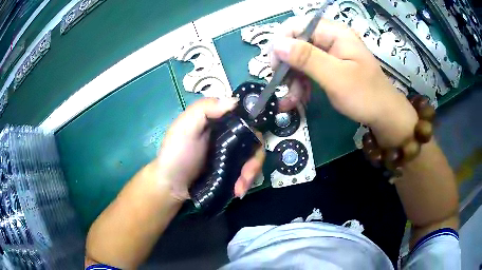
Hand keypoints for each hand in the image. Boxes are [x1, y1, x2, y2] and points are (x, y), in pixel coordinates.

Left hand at [156, 98, 264, 200]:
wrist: (171, 185)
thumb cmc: (176, 153)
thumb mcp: (185, 127)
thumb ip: (205, 109)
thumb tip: (234, 101)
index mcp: (218, 120)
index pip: (245, 116)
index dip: (253, 126)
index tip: (254, 141)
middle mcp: (228, 134)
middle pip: (254, 140)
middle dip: (254, 160)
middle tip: (246, 176)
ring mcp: (232, 153)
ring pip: (253, 158)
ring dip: (251, 174)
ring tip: (239, 189)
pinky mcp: (232, 169)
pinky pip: (247, 171)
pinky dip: (246, 181)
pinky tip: (238, 191)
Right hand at [271, 17, 417, 146]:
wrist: (385, 116)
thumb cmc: (365, 96)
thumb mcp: (336, 77)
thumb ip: (307, 58)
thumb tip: (277, 44)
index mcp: (334, 33)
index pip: (297, 26)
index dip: (281, 43)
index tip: (275, 67)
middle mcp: (330, 38)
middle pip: (296, 43)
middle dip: (286, 65)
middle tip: (281, 87)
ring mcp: (330, 53)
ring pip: (299, 59)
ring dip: (292, 79)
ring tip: (290, 101)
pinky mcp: (330, 67)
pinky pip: (308, 70)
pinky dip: (300, 84)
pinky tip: (297, 99)